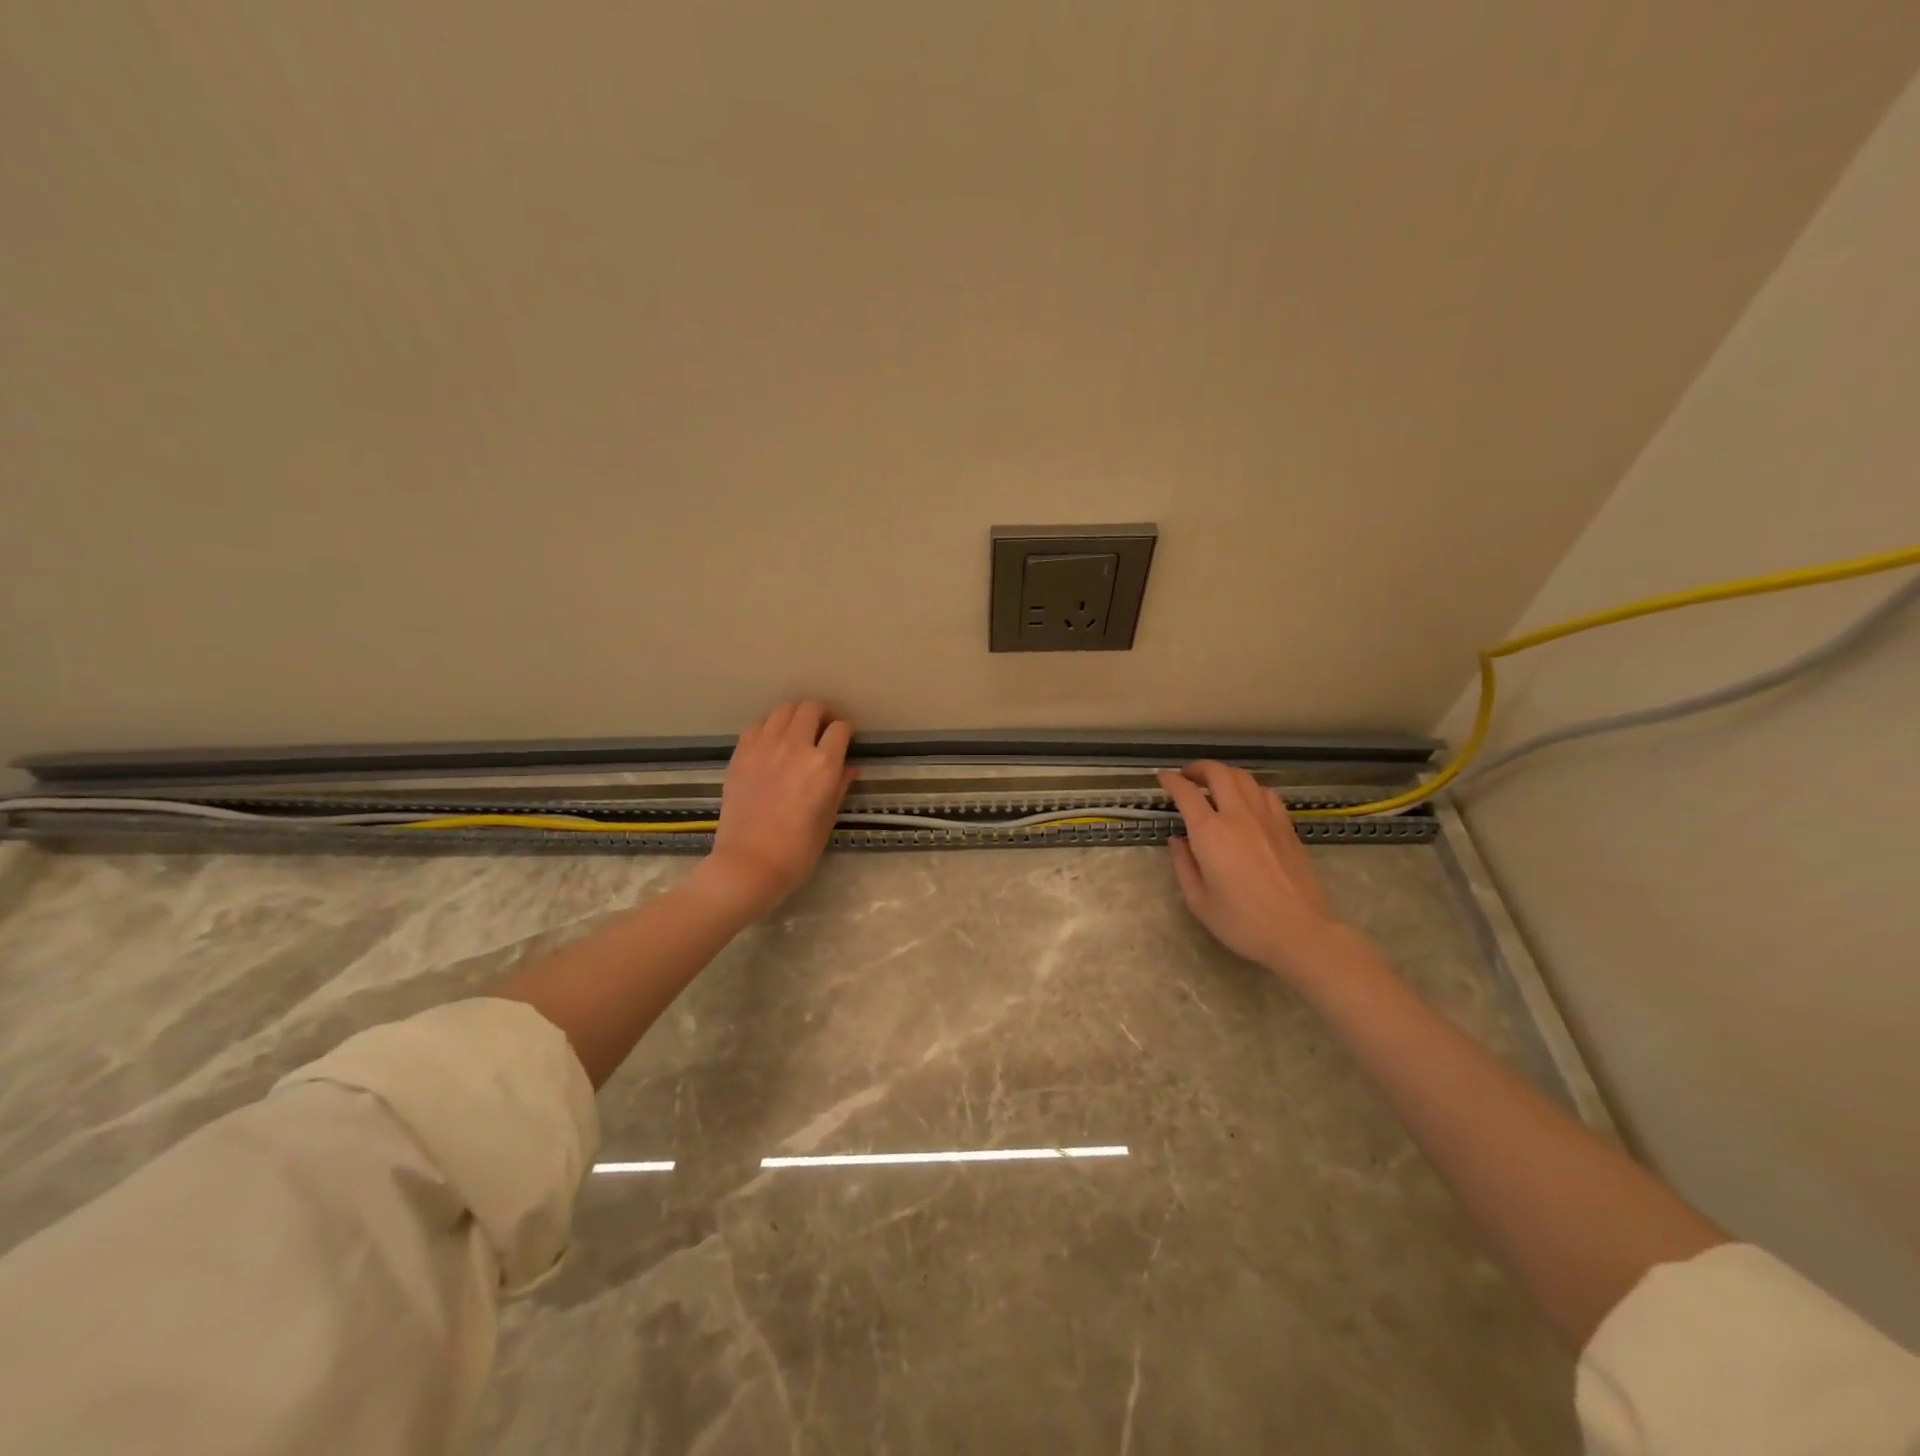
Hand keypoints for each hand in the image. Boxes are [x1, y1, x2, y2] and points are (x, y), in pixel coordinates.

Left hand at [699, 701, 856, 918]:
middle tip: (823, 730)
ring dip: (795, 715)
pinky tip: (771, 741)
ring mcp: (763, 747)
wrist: (748, 864)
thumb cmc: (797, 850)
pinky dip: (769, 726)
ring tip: (797, 731)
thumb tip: (850, 767)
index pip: (840, 729)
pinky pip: (758, 724)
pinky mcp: (740, 754)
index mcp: (823, 765)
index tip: (845, 741)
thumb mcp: (828, 819)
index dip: (845, 732)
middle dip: (822, 715)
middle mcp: (794, 747)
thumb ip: (839, 786)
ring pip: (783, 709)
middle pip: (811, 708)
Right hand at [1158, 761, 1350, 984]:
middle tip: (1187, 777)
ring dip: (1224, 774)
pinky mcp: (1287, 827)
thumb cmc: (1243, 922)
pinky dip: (1250, 789)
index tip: (1162, 777)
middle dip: (1198, 768)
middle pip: (1218, 773)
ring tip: (1215, 785)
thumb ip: (1183, 865)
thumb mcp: (1199, 901)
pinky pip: (1266, 794)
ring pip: (1244, 778)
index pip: (1186, 793)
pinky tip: (1246, 802)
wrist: (1300, 932)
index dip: (1171, 780)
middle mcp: (1238, 816)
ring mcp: (1267, 818)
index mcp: (1210, 833)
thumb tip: (1176, 840)